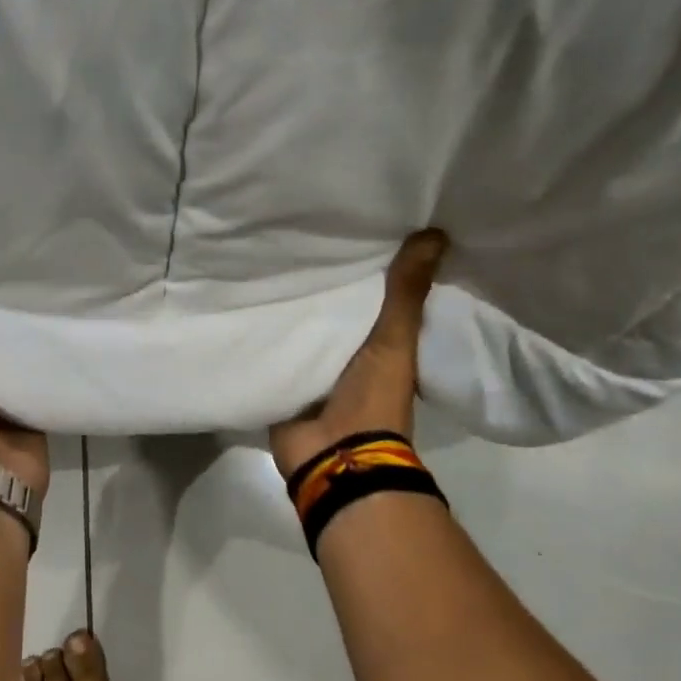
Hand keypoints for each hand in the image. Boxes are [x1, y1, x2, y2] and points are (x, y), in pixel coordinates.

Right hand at [269, 230, 447, 478]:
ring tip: (267, 254)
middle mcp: (345, 352)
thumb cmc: (373, 398)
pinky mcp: (281, 379)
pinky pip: (271, 346)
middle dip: (320, 281)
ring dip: (288, 304)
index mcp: (379, 343)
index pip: (372, 294)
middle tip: (300, 231)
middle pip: (331, 309)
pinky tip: (244, 296)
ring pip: (299, 326)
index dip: (367, 265)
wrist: (334, 455)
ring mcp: (311, 369)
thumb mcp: (394, 339)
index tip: (353, 225)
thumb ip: (407, 292)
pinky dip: (262, 328)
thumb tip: (437, 232)